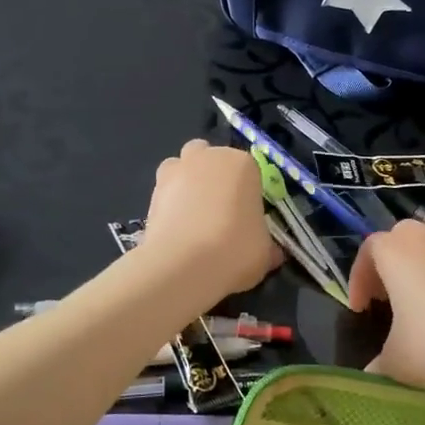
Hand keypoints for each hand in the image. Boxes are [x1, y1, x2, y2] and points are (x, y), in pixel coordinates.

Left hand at [143, 140, 281, 305]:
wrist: (183, 266)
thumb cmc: (236, 250)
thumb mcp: (266, 253)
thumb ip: (268, 244)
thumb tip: (273, 252)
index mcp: (242, 164)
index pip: (250, 170)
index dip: (249, 193)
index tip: (248, 217)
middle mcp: (208, 157)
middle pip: (212, 158)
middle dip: (215, 176)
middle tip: (220, 211)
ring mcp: (177, 170)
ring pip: (183, 167)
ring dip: (188, 183)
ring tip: (193, 217)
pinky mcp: (152, 190)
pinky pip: (165, 192)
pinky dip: (170, 204)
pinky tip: (176, 230)